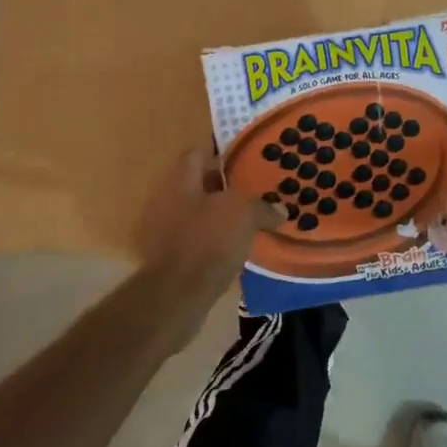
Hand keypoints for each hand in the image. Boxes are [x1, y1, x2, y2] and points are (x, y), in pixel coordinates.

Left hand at [133, 147, 283, 315]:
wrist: (176, 296)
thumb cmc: (207, 242)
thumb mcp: (243, 215)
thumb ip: (262, 207)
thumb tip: (280, 209)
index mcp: (180, 180)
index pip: (198, 152)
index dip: (221, 151)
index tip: (246, 154)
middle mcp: (167, 200)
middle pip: (199, 184)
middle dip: (226, 185)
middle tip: (256, 187)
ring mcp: (165, 230)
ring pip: (200, 213)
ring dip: (222, 215)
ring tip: (253, 218)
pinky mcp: (170, 258)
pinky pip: (198, 239)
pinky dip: (216, 240)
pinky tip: (239, 247)